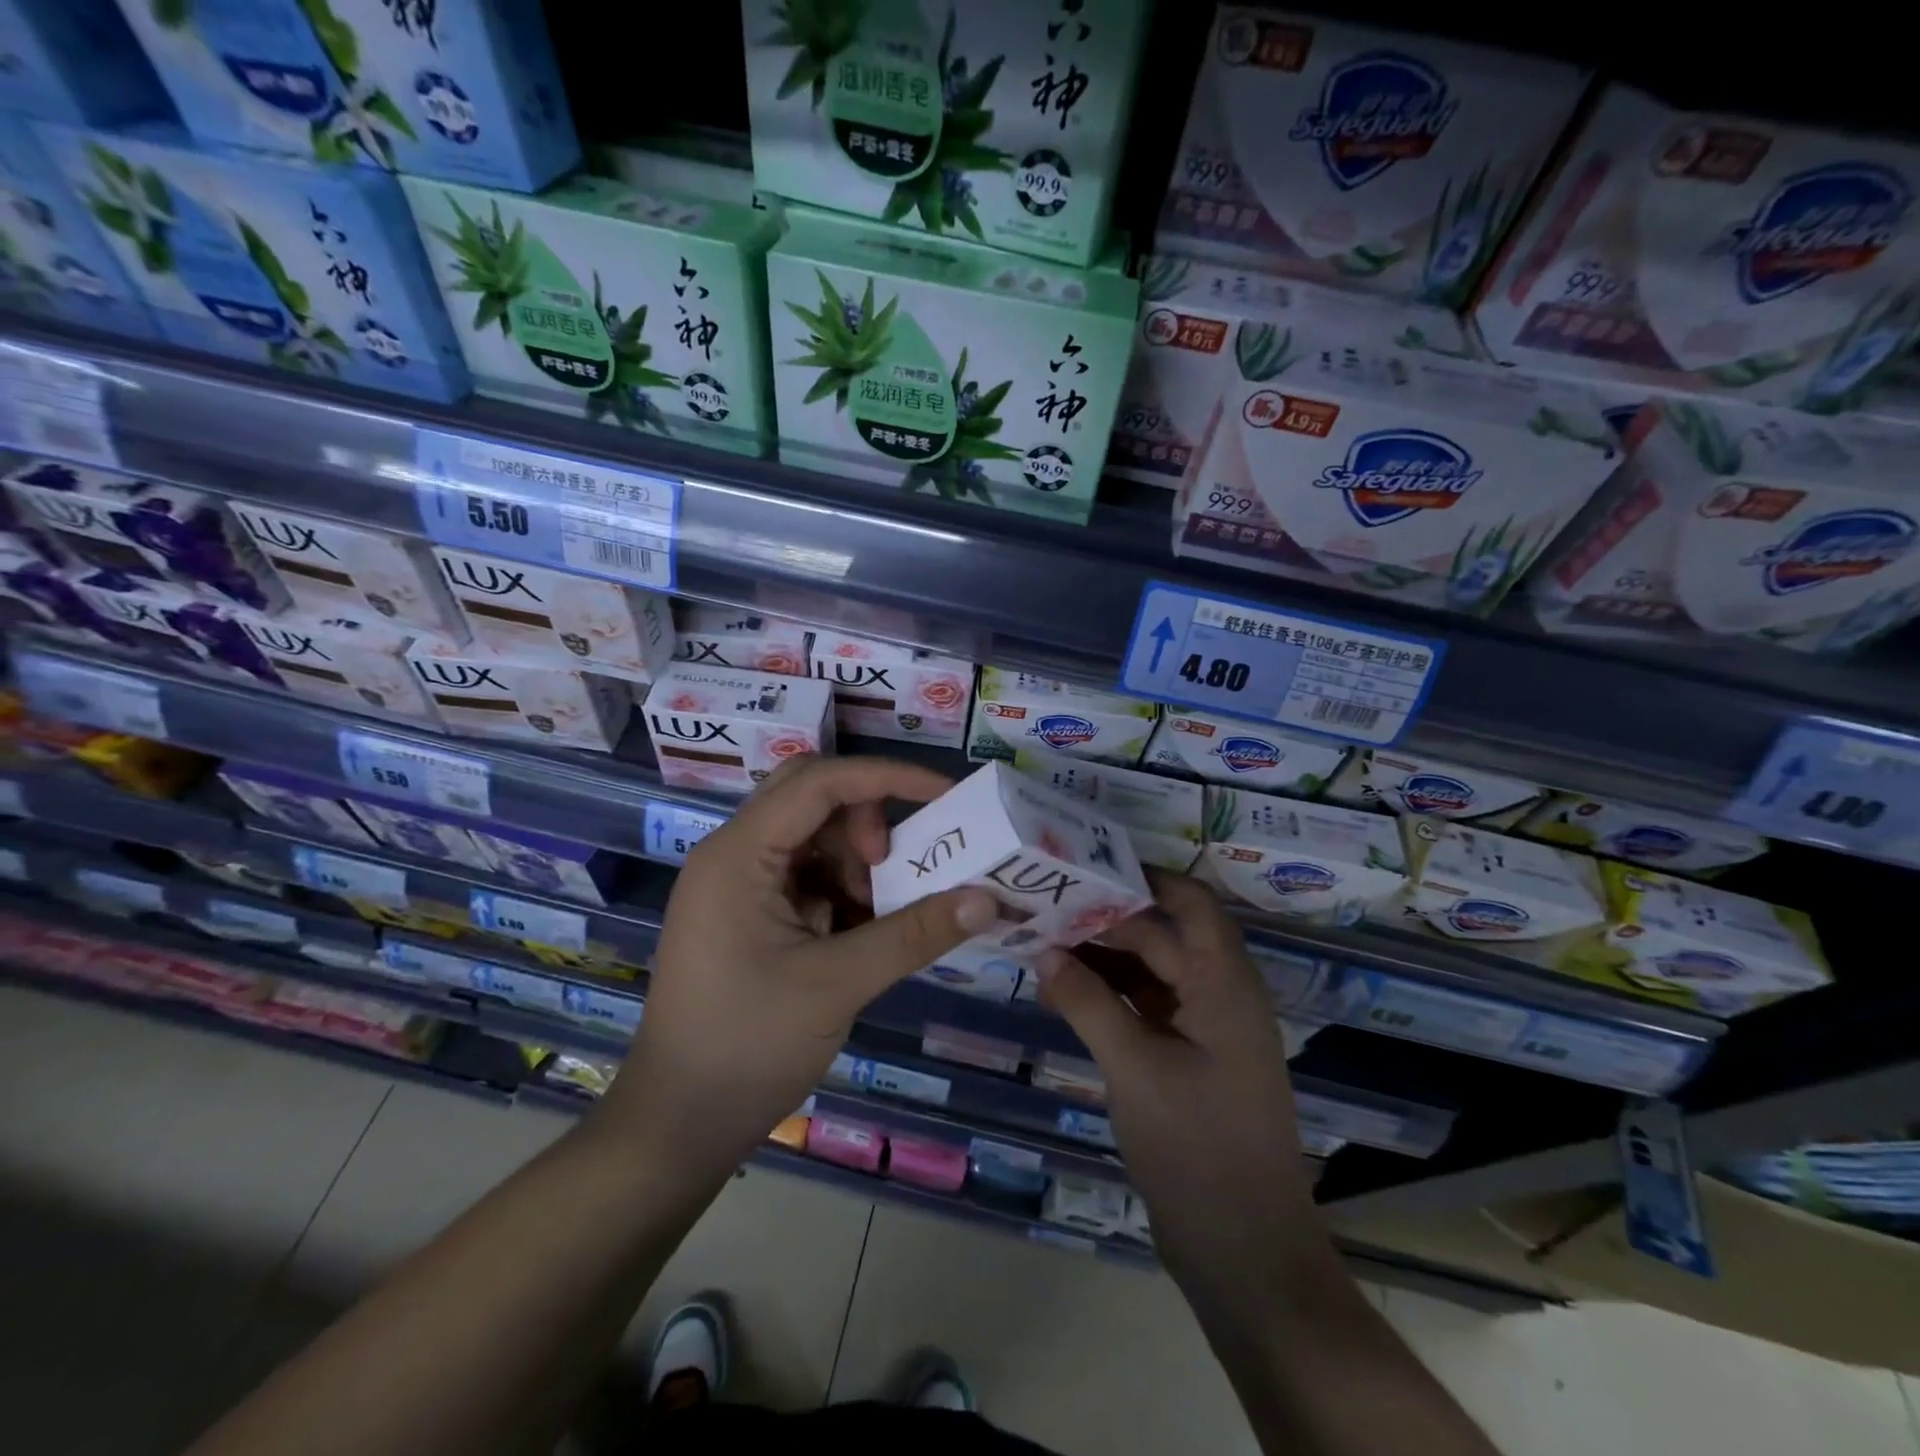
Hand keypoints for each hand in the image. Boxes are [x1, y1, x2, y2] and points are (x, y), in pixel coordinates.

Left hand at [604, 755, 998, 1168]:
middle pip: (812, 798)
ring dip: (858, 862)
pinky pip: (809, 877)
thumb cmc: (747, 1046)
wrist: (679, 1125)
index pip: (818, 782)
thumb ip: (914, 934)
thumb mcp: (837, 985)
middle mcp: (735, 855)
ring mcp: (740, 885)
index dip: (886, 777)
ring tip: (879, 915)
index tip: (946, 794)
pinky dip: (844, 892)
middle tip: (892, 866)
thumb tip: (987, 899)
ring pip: (814, 837)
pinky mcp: (751, 915)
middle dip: (866, 821)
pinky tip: (862, 932)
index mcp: (739, 855)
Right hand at [1037, 872, 1324, 1305]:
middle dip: (1107, 921)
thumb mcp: (1135, 1068)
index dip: (1146, 878)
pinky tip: (1064, 996)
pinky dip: (1110, 999)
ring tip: (1042, 946)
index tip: (1088, 866)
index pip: (1191, 903)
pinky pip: (1147, 1011)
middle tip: (1045, 907)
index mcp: (1224, 984)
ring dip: (1103, 961)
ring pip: (1151, 975)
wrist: (1245, 1253)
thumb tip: (1044, 951)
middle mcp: (1220, 997)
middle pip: (1162, 937)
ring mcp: (1205, 1032)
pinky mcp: (1189, 1063)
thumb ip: (1088, 1002)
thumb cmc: (1197, 1148)